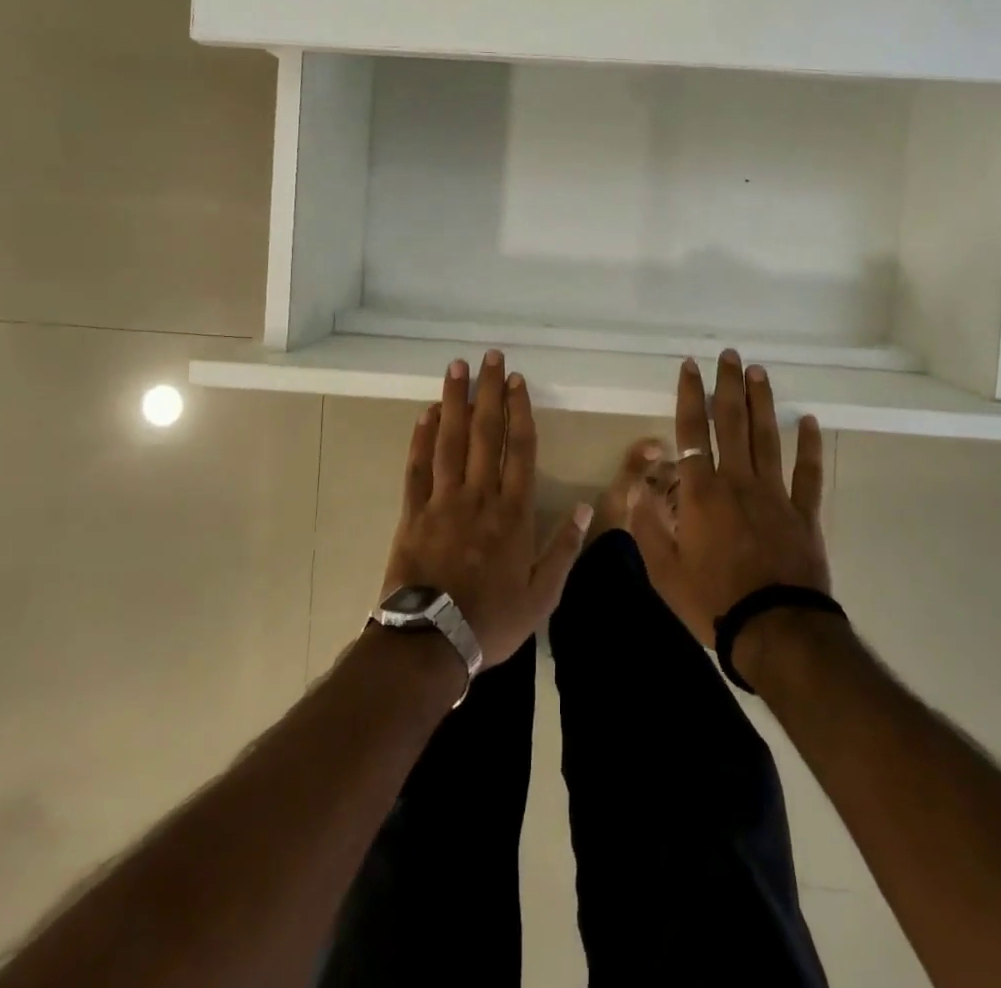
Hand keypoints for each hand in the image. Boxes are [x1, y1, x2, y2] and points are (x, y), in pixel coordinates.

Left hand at [382, 350, 591, 666]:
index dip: (520, 410)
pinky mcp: (413, 513)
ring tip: (457, 368)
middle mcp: (480, 496)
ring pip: (451, 441)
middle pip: (486, 434)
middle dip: (489, 392)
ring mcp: (443, 501)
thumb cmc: (492, 620)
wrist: (432, 643)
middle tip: (490, 357)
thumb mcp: (542, 594)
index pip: (520, 449)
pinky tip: (426, 413)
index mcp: (513, 512)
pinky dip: (421, 439)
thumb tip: (586, 507)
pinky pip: (418, 468)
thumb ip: (564, 548)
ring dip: (454, 401)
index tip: (518, 381)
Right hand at [632, 350, 828, 647]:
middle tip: (730, 355)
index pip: (692, 432)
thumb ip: (647, 525)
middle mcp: (738, 481)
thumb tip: (636, 488)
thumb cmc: (713, 601)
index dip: (690, 395)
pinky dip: (809, 447)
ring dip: (762, 402)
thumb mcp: (664, 570)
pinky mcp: (804, 514)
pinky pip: (807, 474)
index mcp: (702, 492)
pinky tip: (809, 422)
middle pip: (733, 423)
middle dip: (728, 386)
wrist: (775, 631)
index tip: (691, 366)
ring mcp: (775, 494)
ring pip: (767, 438)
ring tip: (758, 371)